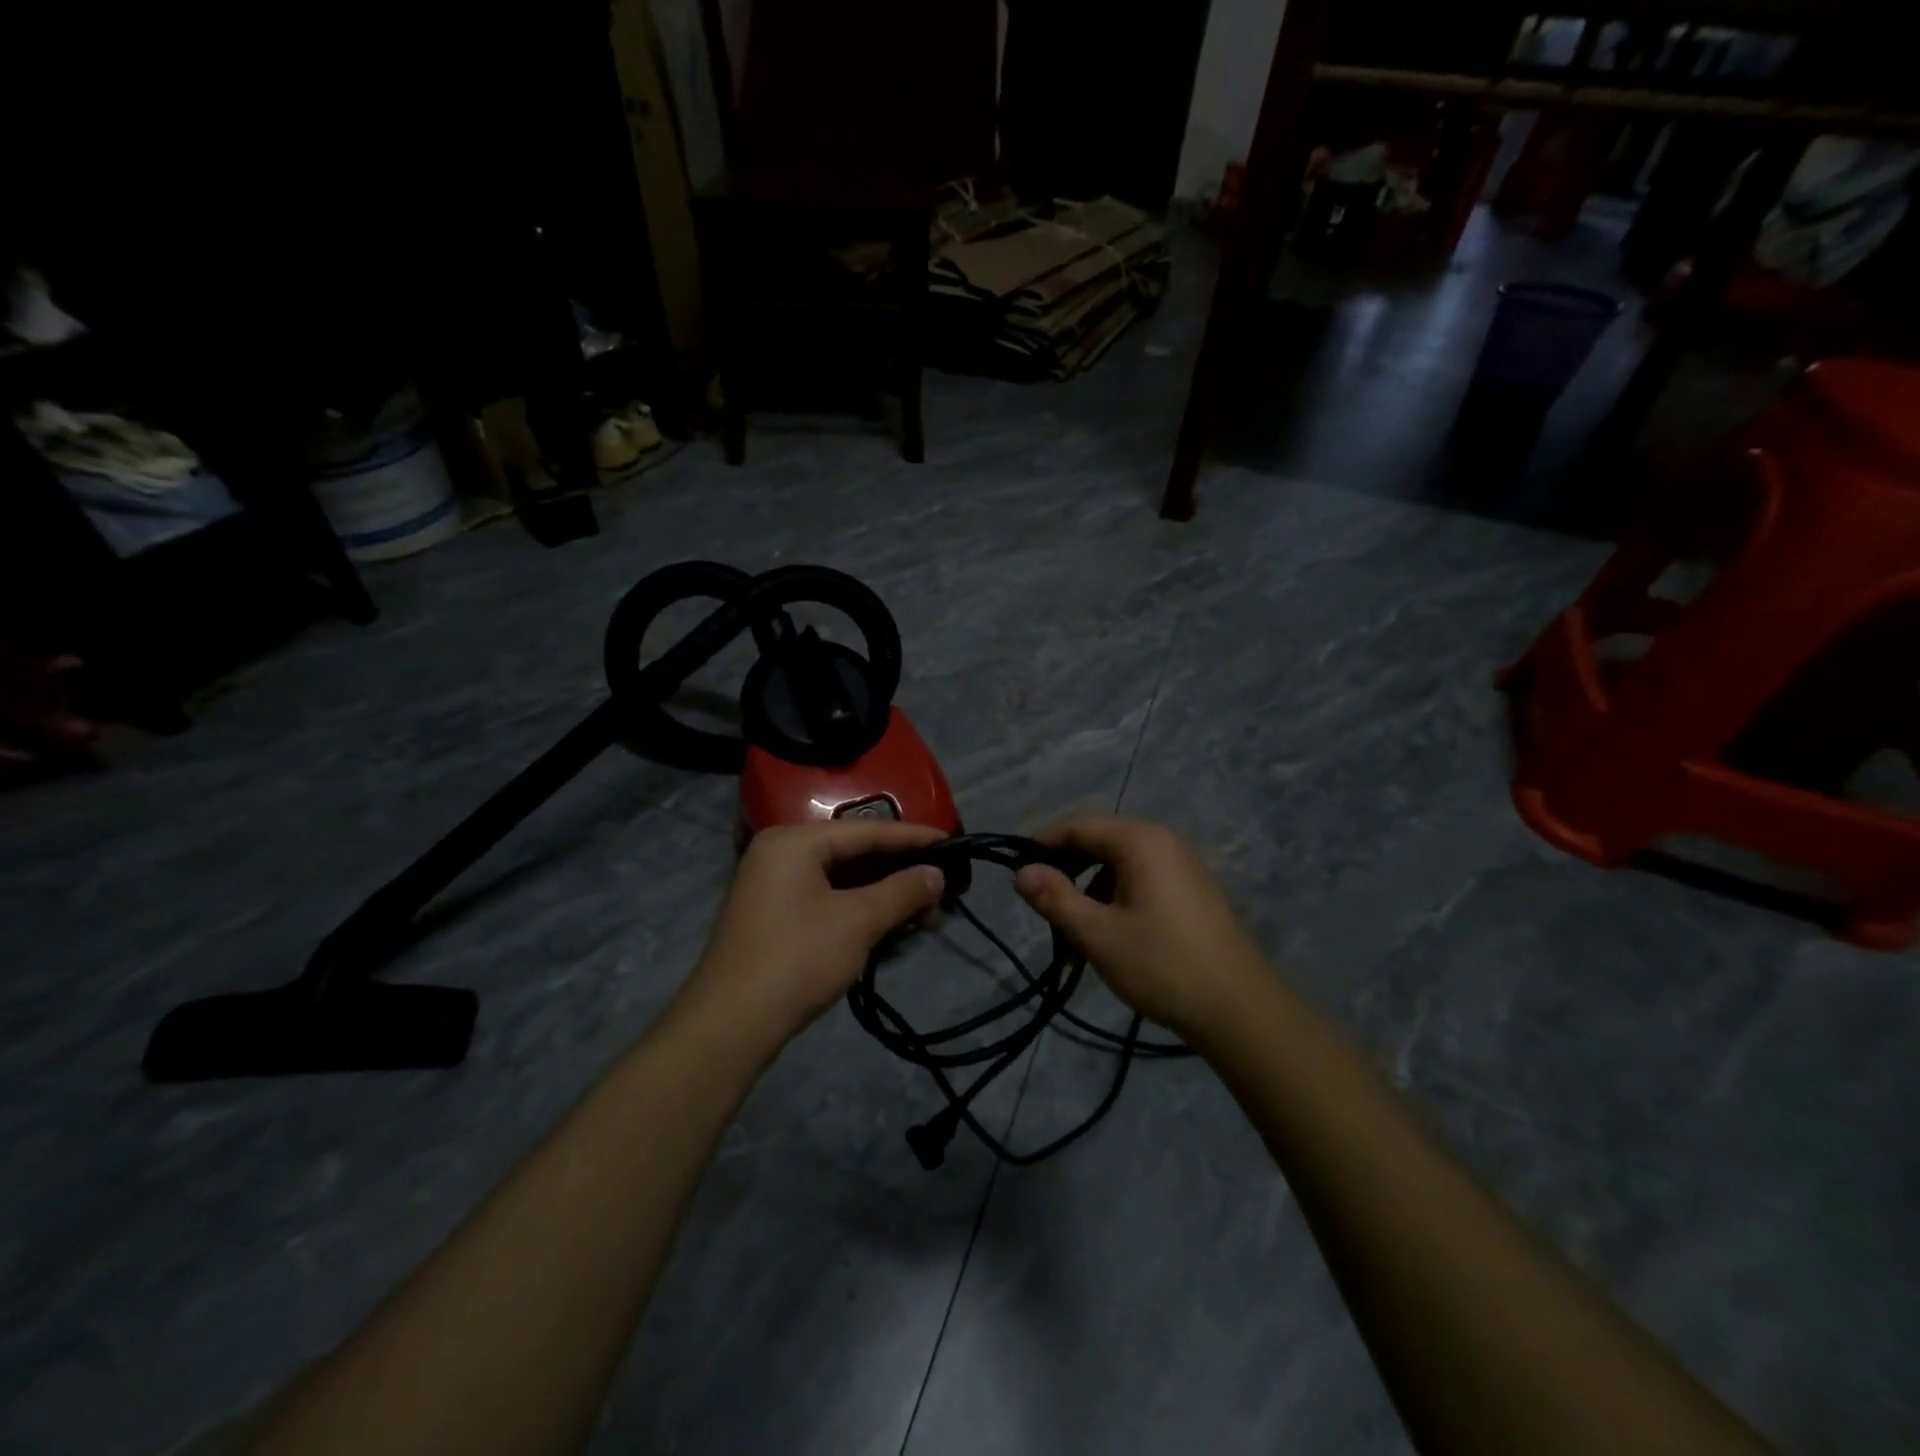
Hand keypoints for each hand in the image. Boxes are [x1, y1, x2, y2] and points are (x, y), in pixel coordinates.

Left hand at [681, 819, 946, 1047]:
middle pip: (854, 853)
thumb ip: (902, 892)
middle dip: (901, 873)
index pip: (867, 830)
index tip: (952, 842)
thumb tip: (937, 875)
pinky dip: (860, 909)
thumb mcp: (858, 922)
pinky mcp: (775, 916)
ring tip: (926, 915)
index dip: (913, 838)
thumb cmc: (797, 959)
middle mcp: (781, 853)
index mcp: (795, 841)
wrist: (729, 1025)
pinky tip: (891, 925)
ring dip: (884, 896)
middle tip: (943, 890)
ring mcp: (774, 885)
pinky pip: (827, 899)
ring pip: (843, 880)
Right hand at [1014, 816, 1269, 1039]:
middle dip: (1067, 876)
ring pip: (1117, 868)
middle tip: (1045, 914)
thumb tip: (1021, 872)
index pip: (1079, 826)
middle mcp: (1163, 842)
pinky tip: (1108, 940)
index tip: (1018, 875)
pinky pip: (1140, 883)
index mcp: (1141, 841)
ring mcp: (1181, 867)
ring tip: (1074, 941)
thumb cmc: (1162, 965)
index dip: (1043, 846)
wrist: (1240, 1010)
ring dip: (1089, 896)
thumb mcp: (1097, 933)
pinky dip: (1114, 904)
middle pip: (1099, 844)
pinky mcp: (1190, 892)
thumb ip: (1055, 898)